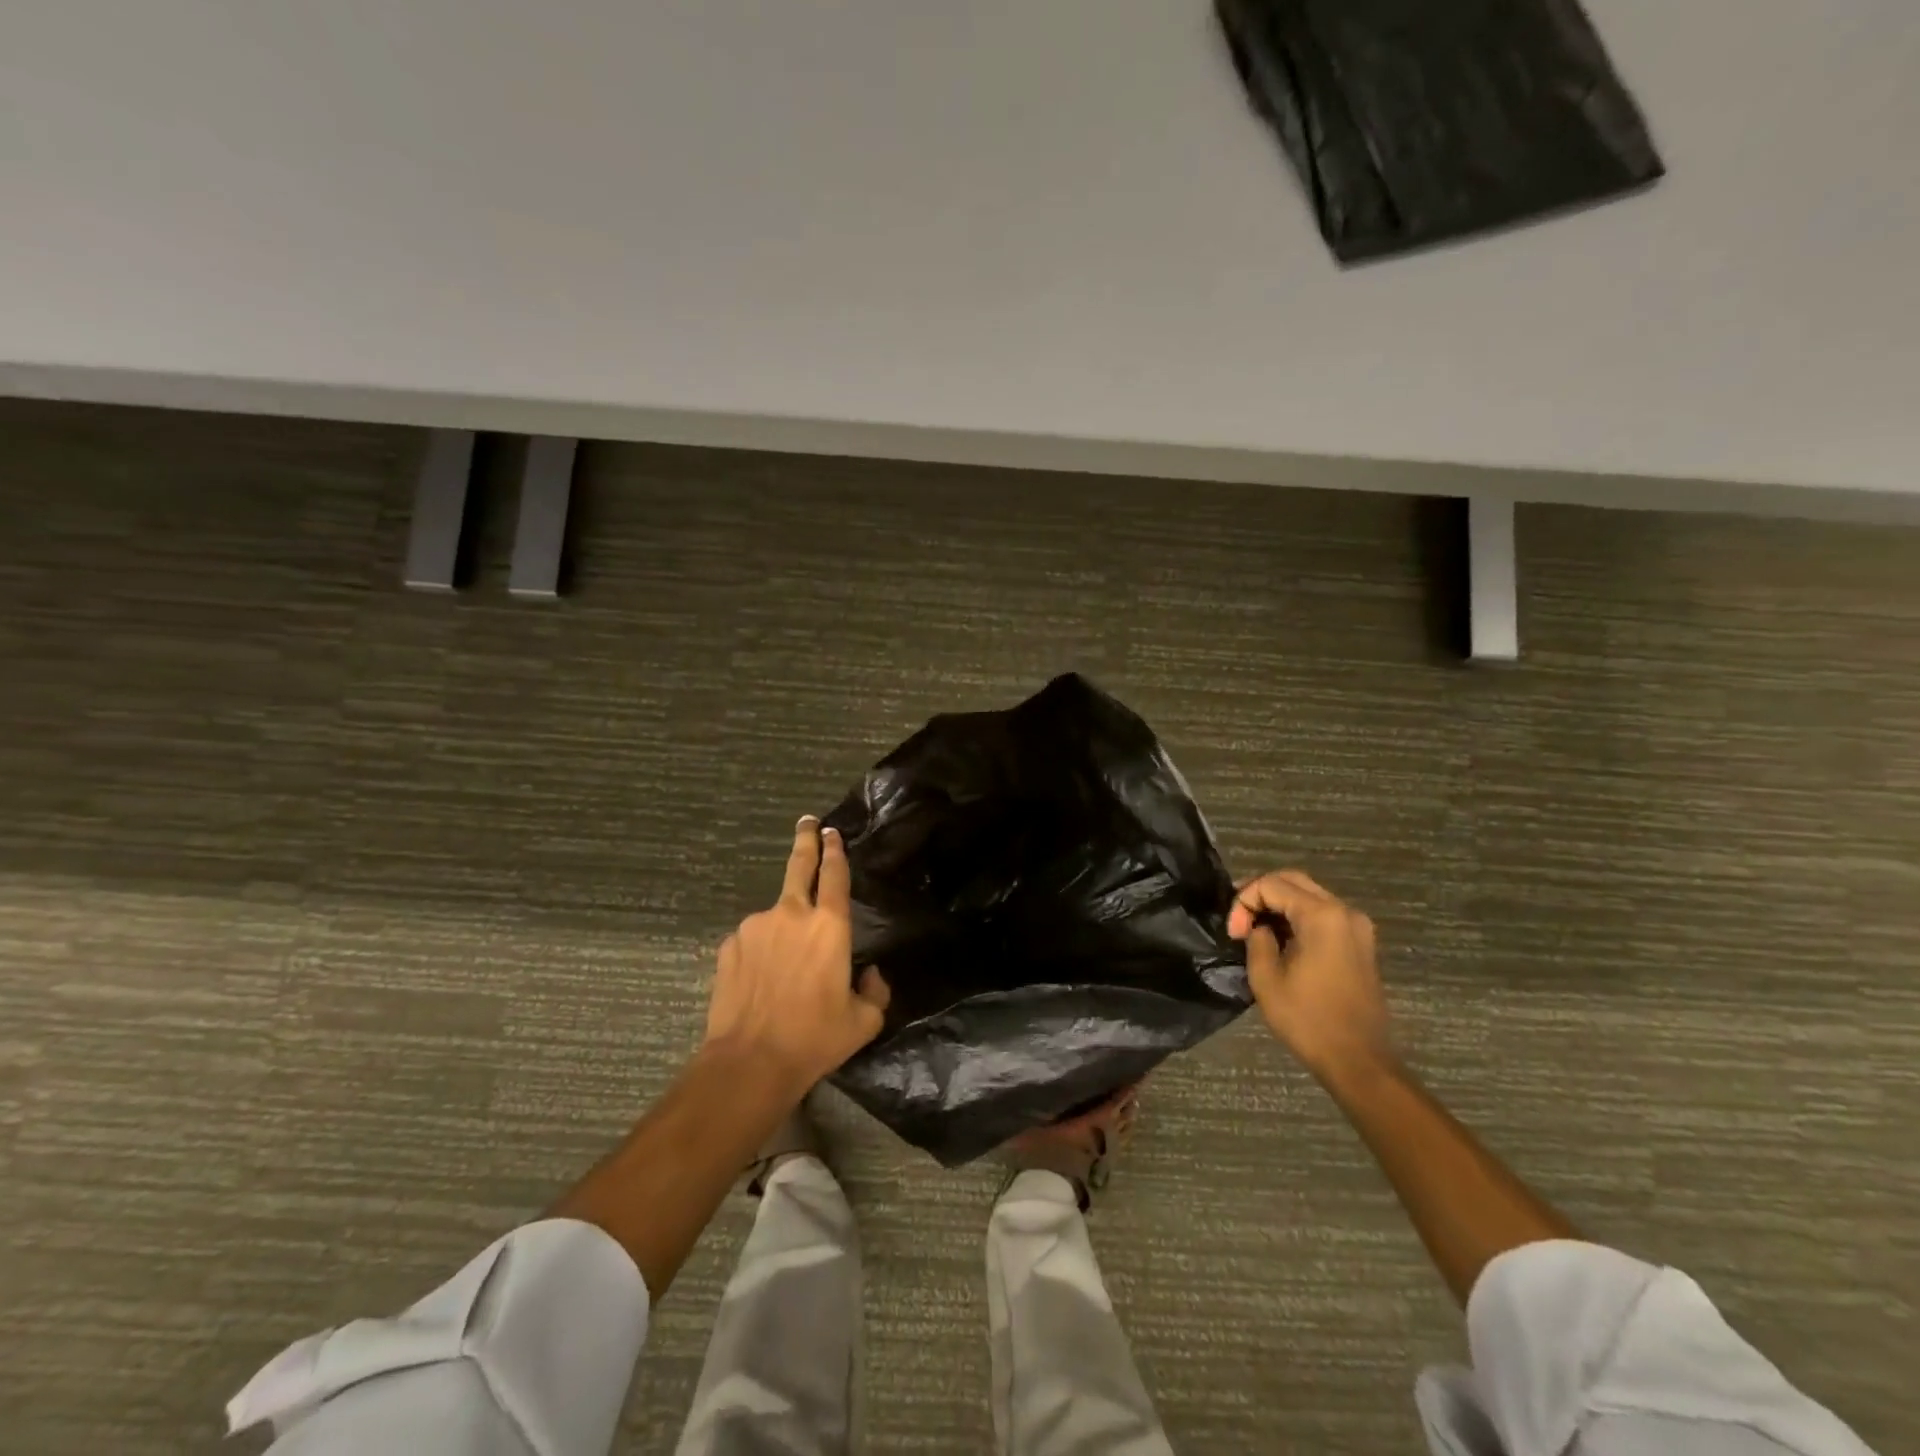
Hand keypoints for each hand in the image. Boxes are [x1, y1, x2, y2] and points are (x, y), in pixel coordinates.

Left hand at [705, 816, 890, 1094]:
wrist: (749, 1062)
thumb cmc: (814, 1038)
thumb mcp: (863, 1022)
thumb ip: (875, 991)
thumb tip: (870, 974)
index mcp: (829, 926)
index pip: (835, 874)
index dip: (835, 850)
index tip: (832, 832)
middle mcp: (791, 915)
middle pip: (800, 865)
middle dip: (806, 840)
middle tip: (807, 823)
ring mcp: (755, 927)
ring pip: (775, 916)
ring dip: (783, 928)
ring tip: (785, 970)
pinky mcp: (729, 946)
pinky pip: (752, 941)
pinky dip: (760, 951)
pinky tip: (761, 982)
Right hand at [1227, 869, 1392, 1080]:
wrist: (1358, 1060)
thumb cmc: (1308, 1019)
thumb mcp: (1266, 977)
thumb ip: (1257, 939)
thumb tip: (1257, 927)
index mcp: (1322, 916)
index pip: (1271, 884)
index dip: (1244, 902)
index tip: (1233, 933)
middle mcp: (1344, 911)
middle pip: (1293, 880)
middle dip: (1260, 893)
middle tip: (1238, 919)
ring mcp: (1357, 926)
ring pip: (1309, 894)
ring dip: (1279, 903)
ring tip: (1254, 926)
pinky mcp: (1361, 943)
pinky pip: (1324, 913)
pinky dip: (1298, 916)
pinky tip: (1280, 937)